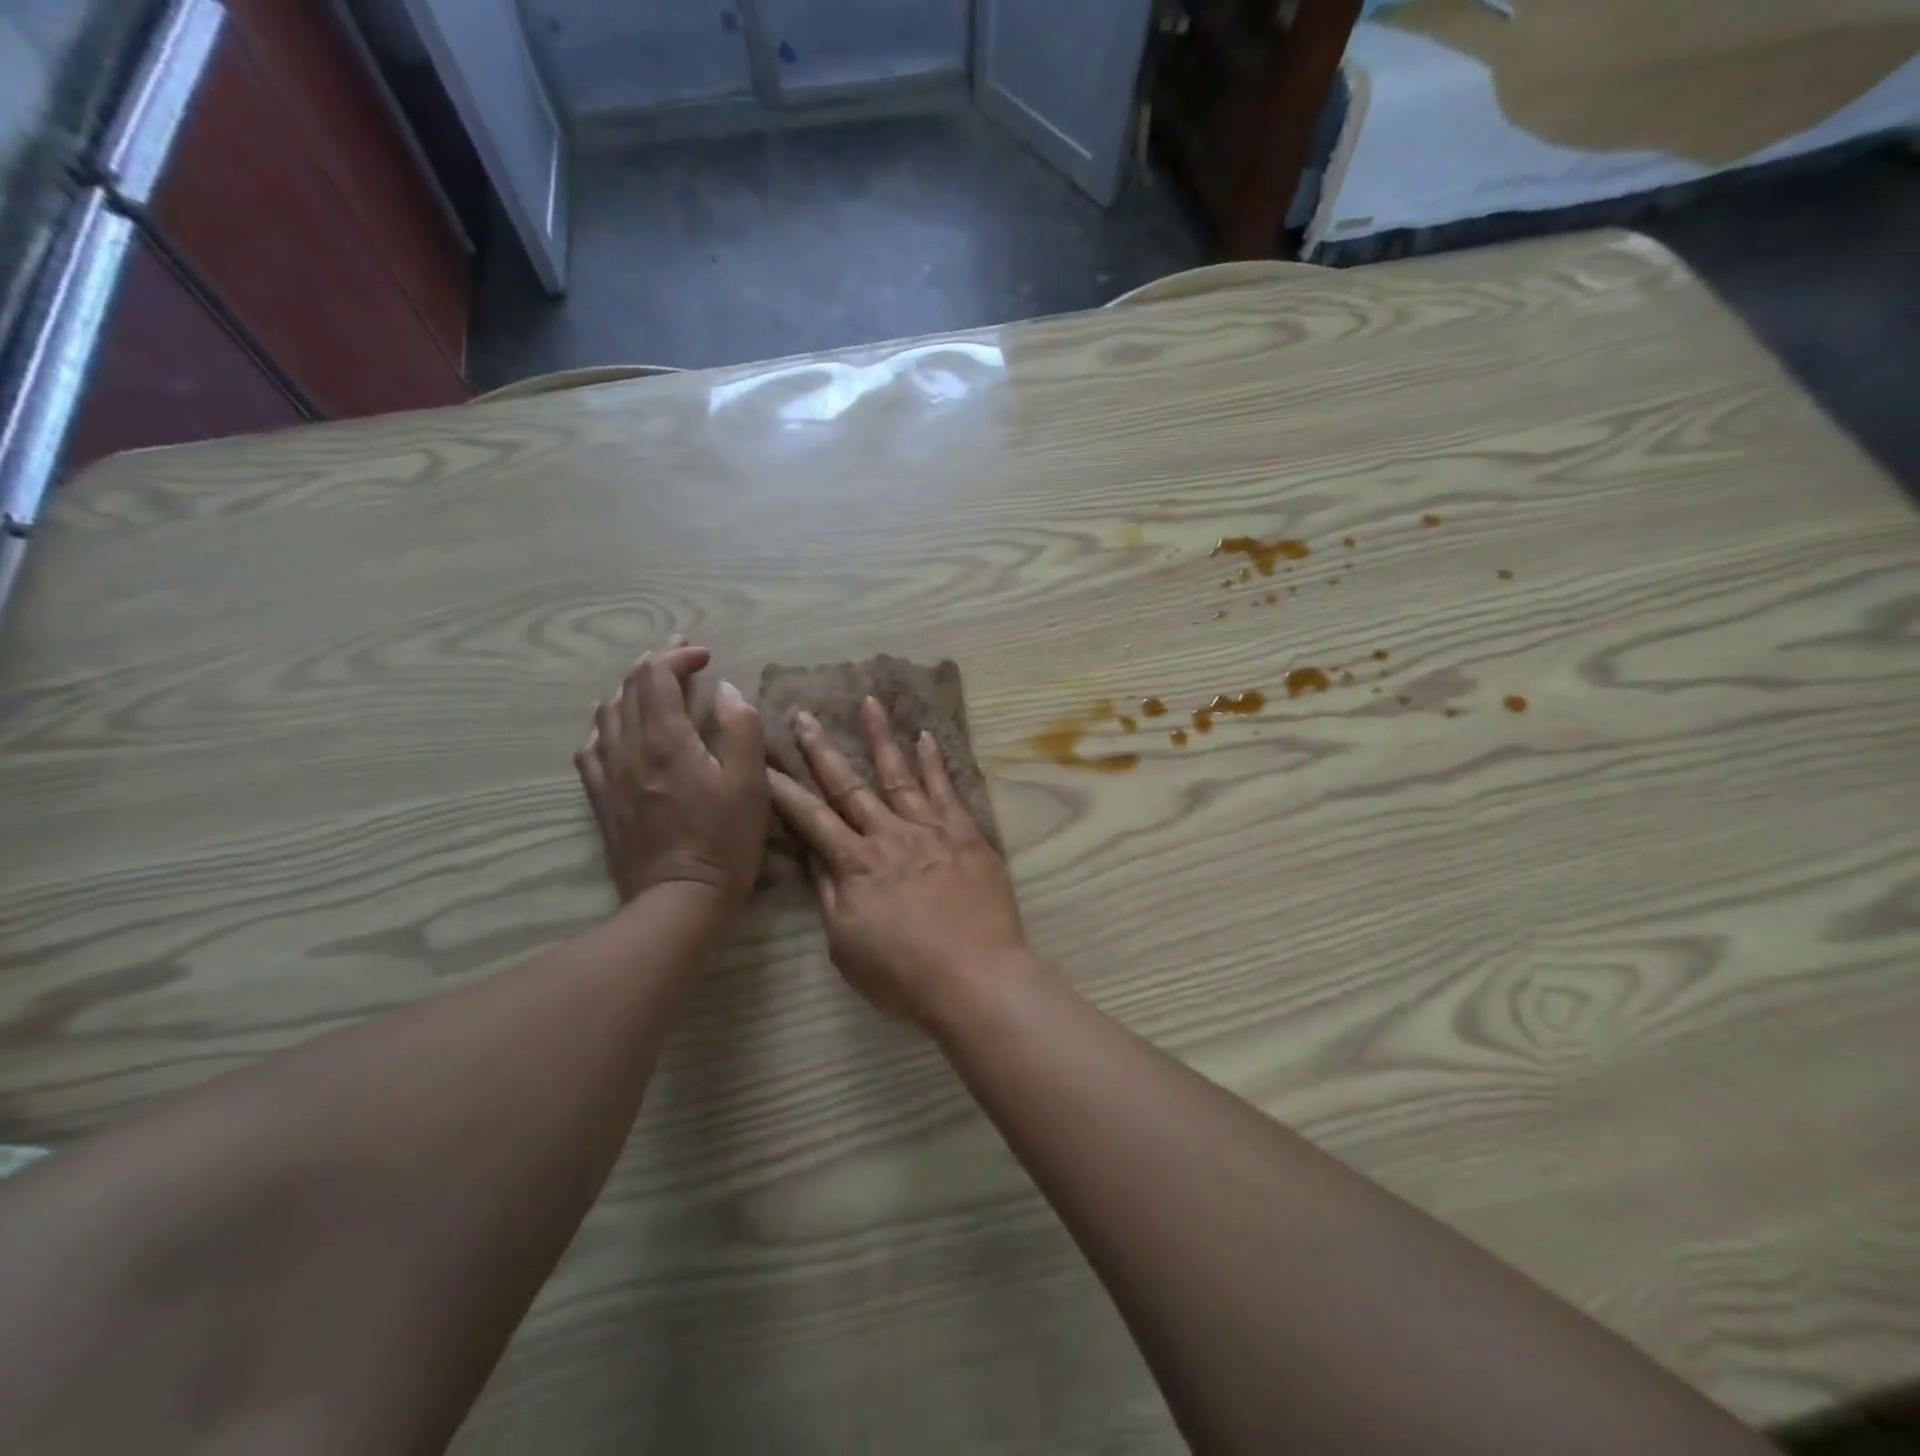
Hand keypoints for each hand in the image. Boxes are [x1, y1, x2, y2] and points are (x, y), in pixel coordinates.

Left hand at [575, 640, 767, 904]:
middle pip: (628, 688)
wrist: (677, 900)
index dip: (678, 656)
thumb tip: (725, 690)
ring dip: (630, 689)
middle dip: (655, 664)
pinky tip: (618, 729)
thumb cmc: (723, 841)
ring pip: (606, 713)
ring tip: (653, 685)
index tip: (705, 656)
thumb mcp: (750, 784)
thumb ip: (739, 728)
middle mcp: (628, 748)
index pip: (656, 676)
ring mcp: (608, 774)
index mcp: (665, 739)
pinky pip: (592, 746)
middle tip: (682, 657)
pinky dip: (607, 723)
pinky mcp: (601, 798)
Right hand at [767, 697, 1034, 1027]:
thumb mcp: (847, 946)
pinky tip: (925, 736)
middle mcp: (888, 836)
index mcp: (855, 865)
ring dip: (881, 737)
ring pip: (898, 774)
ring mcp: (929, 829)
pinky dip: (934, 761)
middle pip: (849, 786)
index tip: (764, 762)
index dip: (785, 791)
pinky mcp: (965, 833)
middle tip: (806, 716)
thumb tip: (815, 858)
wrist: (976, 978)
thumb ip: (831, 896)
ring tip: (869, 702)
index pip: (811, 819)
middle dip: (823, 751)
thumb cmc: (905, 975)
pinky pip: (946, 789)